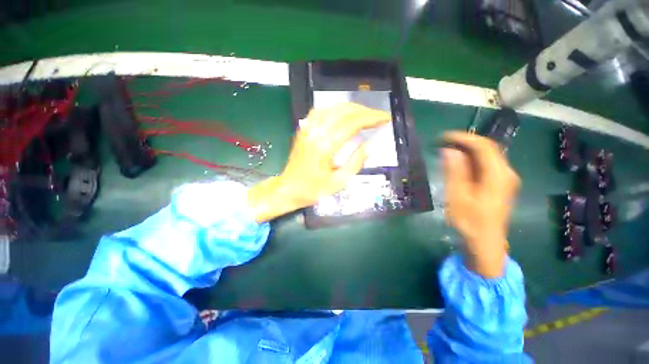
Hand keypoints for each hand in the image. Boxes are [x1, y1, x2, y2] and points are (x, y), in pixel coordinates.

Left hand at [248, 103, 390, 222]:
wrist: (288, 189)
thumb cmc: (313, 189)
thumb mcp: (338, 182)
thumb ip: (355, 163)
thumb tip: (370, 146)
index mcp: (325, 146)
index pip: (353, 123)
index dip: (371, 118)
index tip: (385, 118)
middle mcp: (316, 132)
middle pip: (344, 111)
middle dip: (365, 111)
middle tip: (378, 117)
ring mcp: (307, 129)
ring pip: (332, 108)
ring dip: (351, 108)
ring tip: (364, 114)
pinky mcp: (303, 130)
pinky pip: (320, 111)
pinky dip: (334, 109)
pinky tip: (342, 113)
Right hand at [442, 132, 519, 277]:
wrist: (486, 242)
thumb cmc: (470, 222)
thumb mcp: (458, 197)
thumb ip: (455, 172)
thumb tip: (449, 150)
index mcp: (498, 175)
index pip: (483, 146)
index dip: (464, 138)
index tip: (444, 137)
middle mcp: (506, 173)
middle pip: (488, 148)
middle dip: (465, 142)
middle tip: (443, 143)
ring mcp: (505, 179)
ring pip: (487, 156)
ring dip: (468, 151)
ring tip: (448, 152)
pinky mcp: (500, 184)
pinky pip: (487, 164)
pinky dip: (472, 160)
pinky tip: (459, 164)